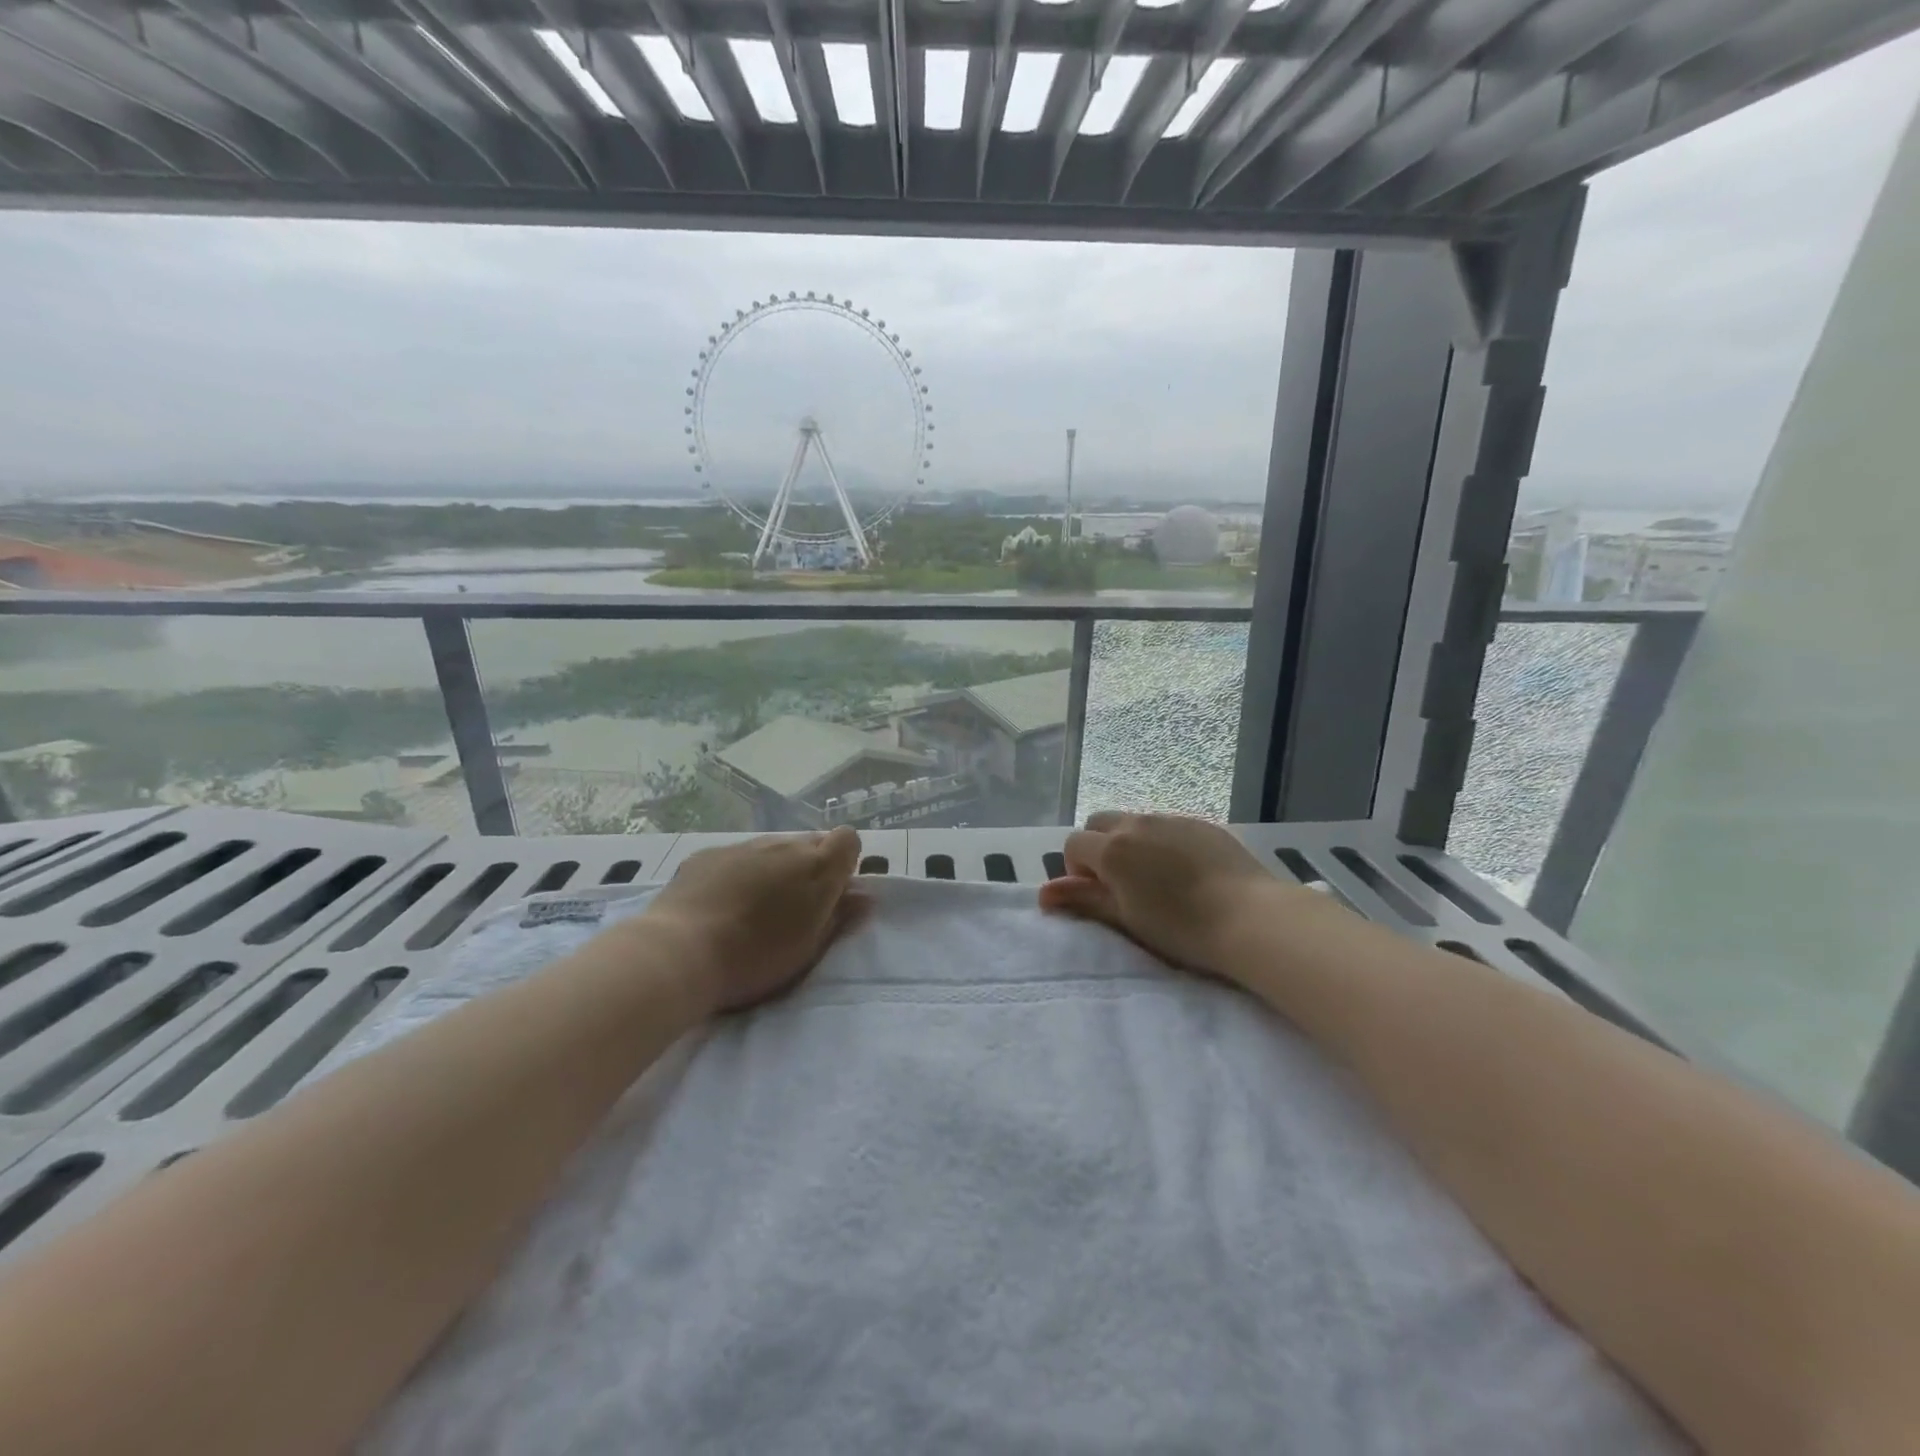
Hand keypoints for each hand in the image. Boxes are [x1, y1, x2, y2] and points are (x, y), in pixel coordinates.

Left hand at [640, 827, 867, 1013]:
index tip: (832, 892)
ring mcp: (745, 846)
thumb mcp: (809, 949)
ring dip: (773, 870)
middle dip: (809, 868)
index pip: (848, 839)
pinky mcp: (709, 854)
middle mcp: (785, 846)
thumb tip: (864, 897)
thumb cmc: (756, 958)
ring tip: (753, 908)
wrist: (681, 952)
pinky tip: (720, 904)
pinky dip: (738, 873)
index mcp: (817, 868)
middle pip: (810, 844)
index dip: (844, 862)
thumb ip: (840, 918)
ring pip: (773, 849)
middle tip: (793, 907)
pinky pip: (737, 857)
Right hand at [1038, 812, 1314, 982]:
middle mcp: (1137, 823)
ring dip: (1131, 843)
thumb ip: (1083, 900)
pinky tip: (1186, 872)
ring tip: (1155, 878)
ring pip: (1135, 822)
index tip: (1098, 895)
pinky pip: (1167, 826)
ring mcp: (1171, 819)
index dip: (1077, 869)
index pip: (1073, 844)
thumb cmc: (1180, 927)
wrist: (1251, 917)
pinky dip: (1162, 842)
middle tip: (1119, 883)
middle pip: (1100, 823)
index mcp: (1112, 848)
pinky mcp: (1201, 823)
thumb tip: (1043, 893)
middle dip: (1098, 847)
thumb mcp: (1125, 918)